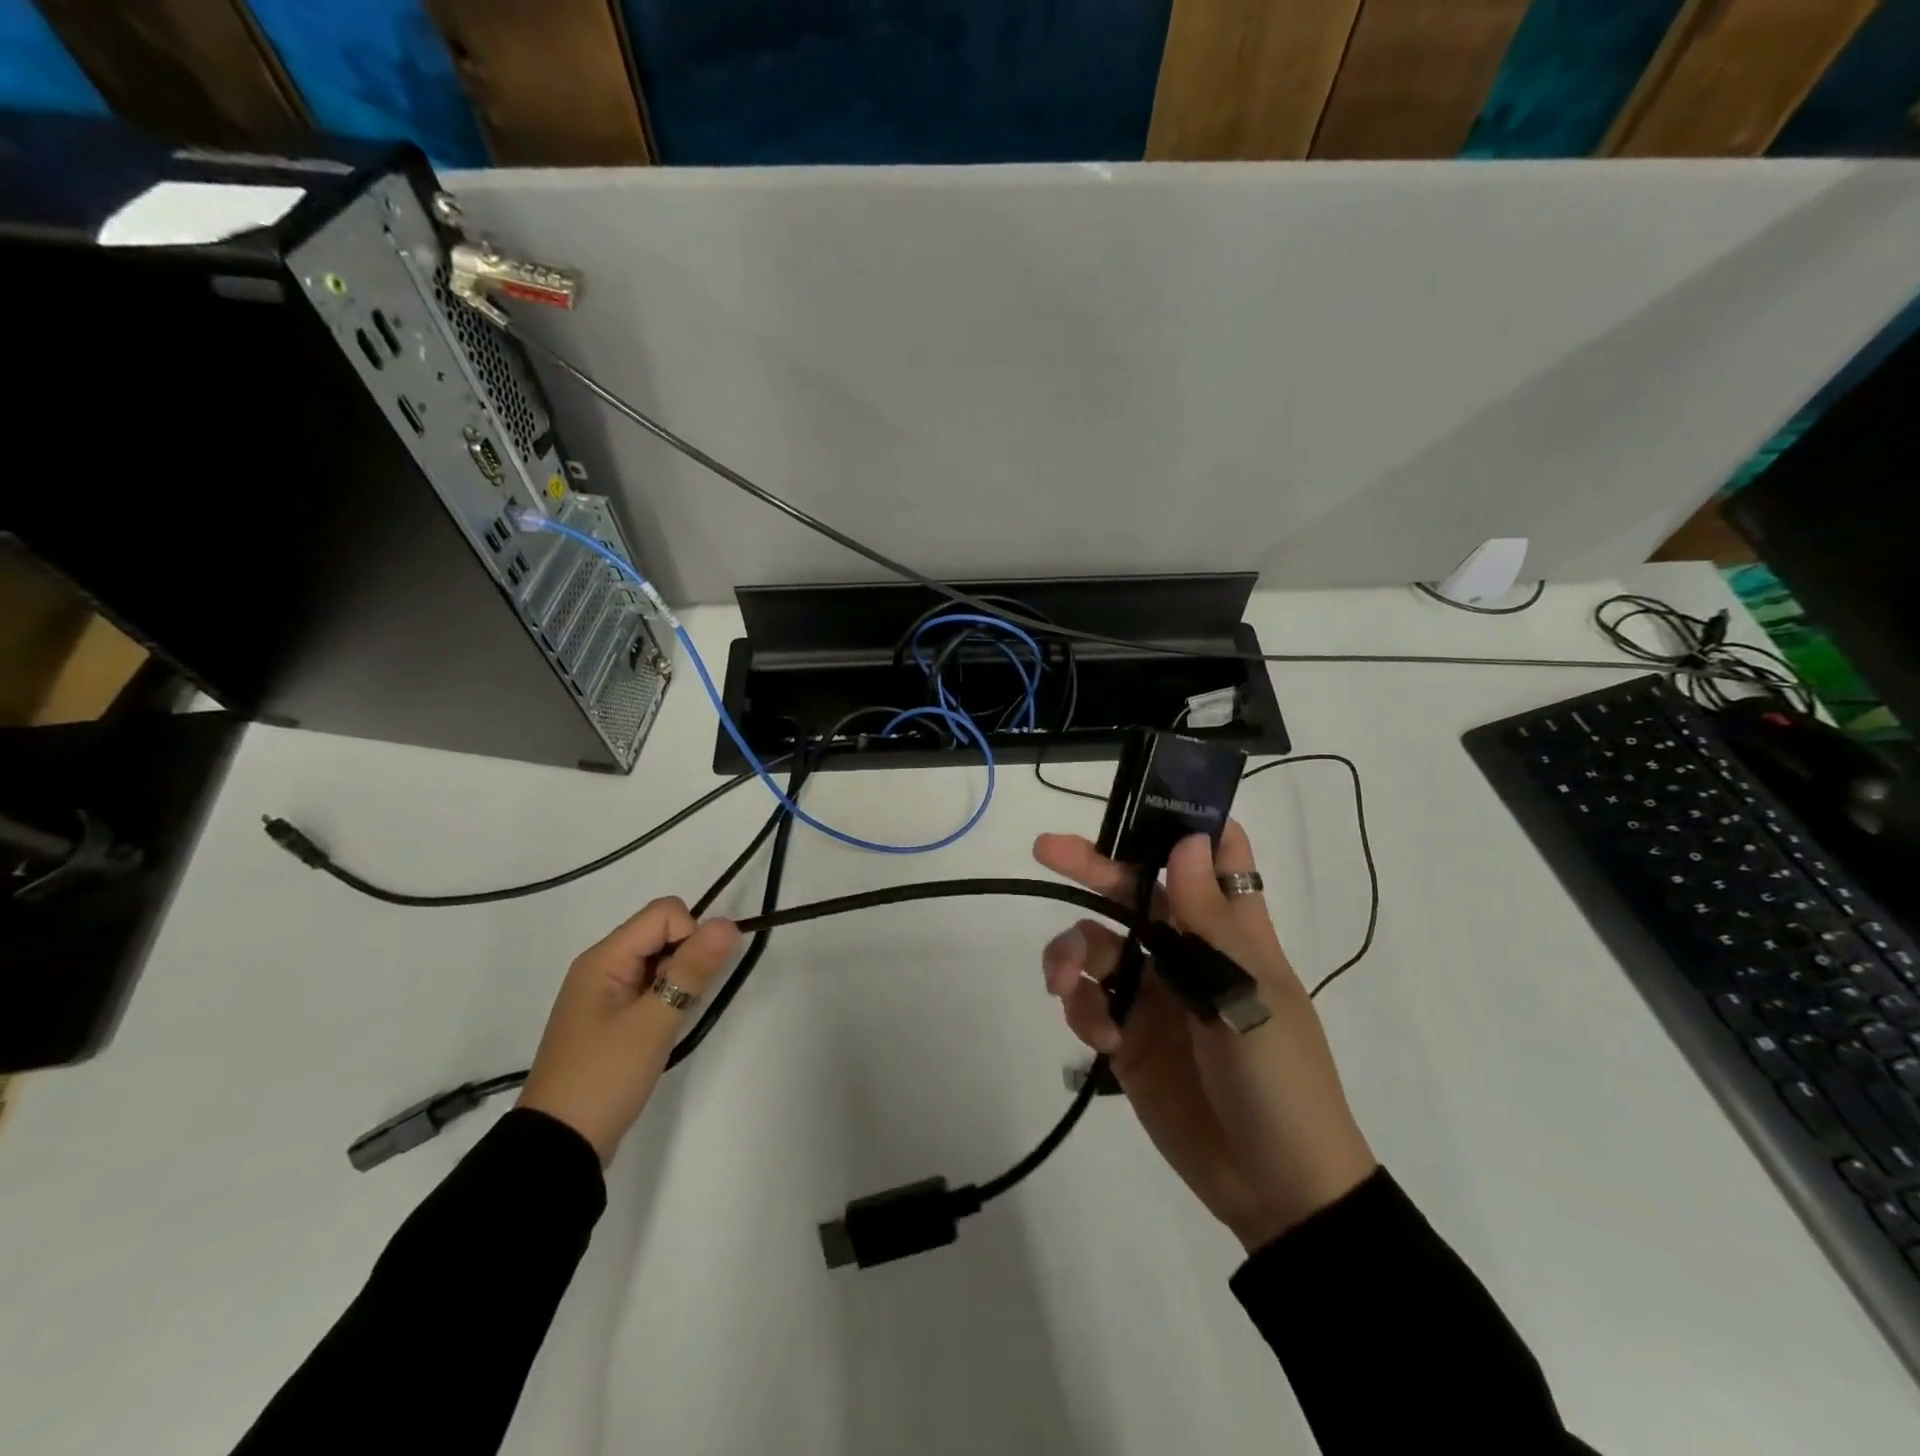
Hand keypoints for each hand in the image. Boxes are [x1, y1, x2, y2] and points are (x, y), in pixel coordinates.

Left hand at [518, 898, 740, 1163]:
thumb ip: (692, 970)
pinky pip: (650, 985)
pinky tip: (664, 1028)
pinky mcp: (612, 1016)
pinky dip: (667, 997)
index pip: (664, 913)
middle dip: (686, 957)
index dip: (691, 935)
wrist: (559, 1146)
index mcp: (604, 958)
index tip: (691, 980)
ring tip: (671, 1020)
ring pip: (659, 959)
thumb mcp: (653, 1023)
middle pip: (662, 932)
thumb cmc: (604, 1078)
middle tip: (680, 1004)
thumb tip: (729, 924)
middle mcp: (602, 965)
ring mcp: (605, 992)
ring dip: (678, 979)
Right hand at [1035, 824, 1376, 1251]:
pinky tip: (1101, 1039)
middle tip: (1046, 849)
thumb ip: (1211, 921)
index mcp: (1230, 931)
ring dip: (1072, 952)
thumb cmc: (1281, 1082)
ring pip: (1097, 944)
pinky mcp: (1126, 1037)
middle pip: (1134, 891)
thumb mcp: (1251, 997)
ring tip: (1063, 983)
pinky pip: (1087, 1002)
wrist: (1277, 1191)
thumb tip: (1189, 838)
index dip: (1184, 825)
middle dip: (1092, 868)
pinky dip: (1082, 1009)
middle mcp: (1187, 951)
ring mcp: (1154, 994)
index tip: (1142, 804)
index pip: (1215, 858)